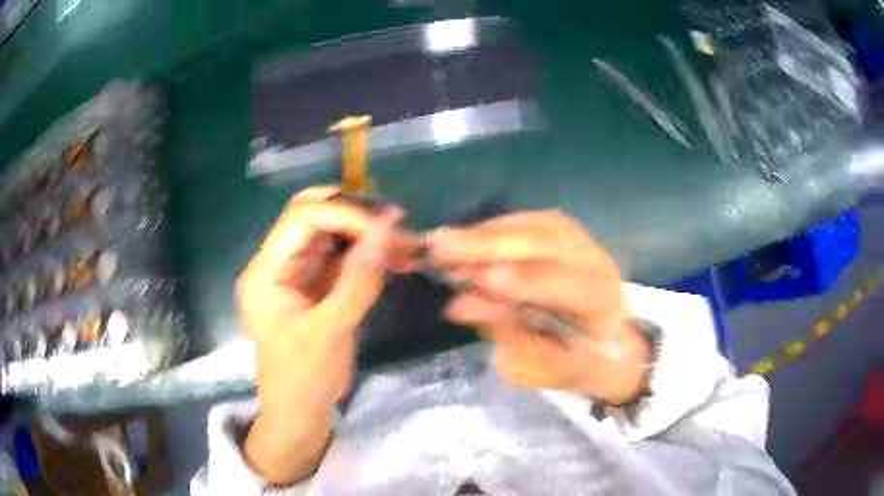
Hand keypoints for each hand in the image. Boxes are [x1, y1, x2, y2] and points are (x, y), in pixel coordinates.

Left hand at [238, 185, 401, 483]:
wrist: (299, 413)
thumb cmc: (304, 378)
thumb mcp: (331, 331)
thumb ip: (358, 280)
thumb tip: (386, 231)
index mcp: (267, 271)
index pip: (302, 218)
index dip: (345, 215)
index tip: (386, 228)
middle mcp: (279, 263)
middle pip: (313, 215)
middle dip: (355, 214)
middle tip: (395, 221)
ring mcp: (298, 273)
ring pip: (332, 234)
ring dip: (367, 233)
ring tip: (406, 241)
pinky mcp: (316, 286)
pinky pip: (342, 258)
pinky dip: (368, 255)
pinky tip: (396, 257)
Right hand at [428, 210, 648, 404]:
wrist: (605, 344)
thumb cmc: (572, 363)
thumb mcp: (539, 367)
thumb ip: (506, 334)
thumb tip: (458, 304)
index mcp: (603, 306)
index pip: (570, 287)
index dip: (526, 282)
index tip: (479, 280)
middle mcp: (600, 264)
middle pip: (549, 241)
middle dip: (492, 244)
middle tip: (440, 245)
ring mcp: (586, 243)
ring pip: (537, 225)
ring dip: (487, 233)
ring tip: (446, 242)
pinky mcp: (569, 234)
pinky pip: (530, 221)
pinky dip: (495, 228)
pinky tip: (468, 238)